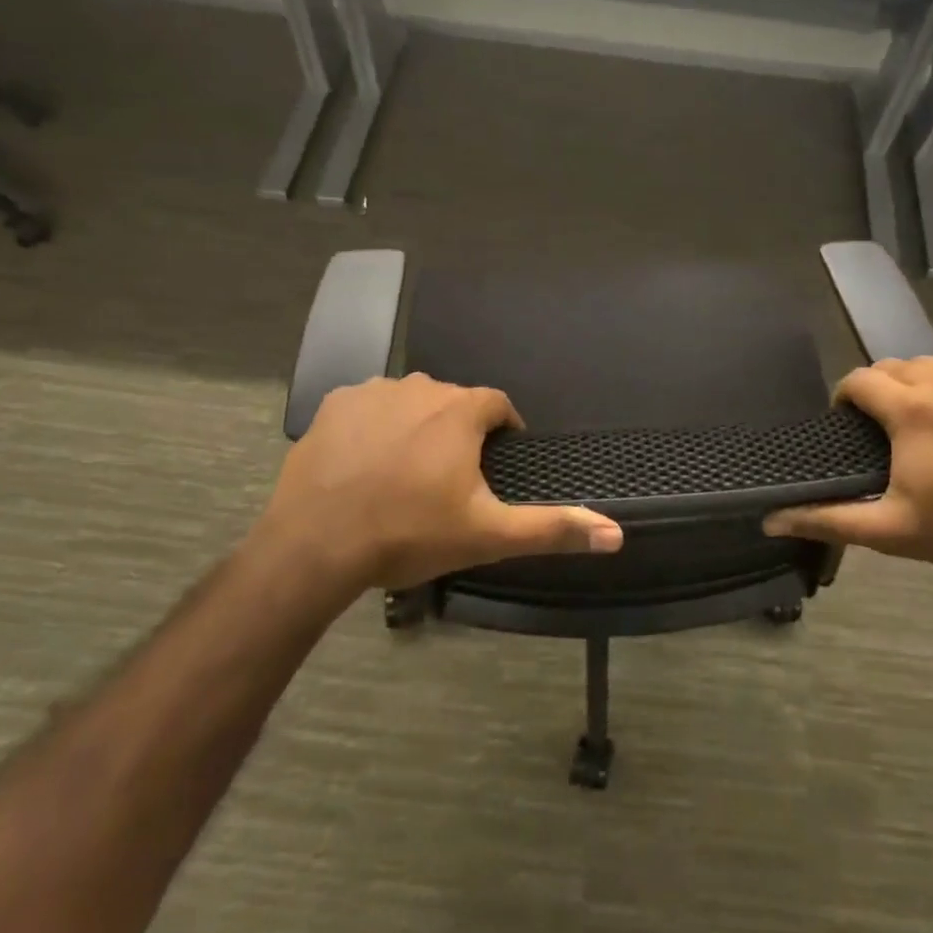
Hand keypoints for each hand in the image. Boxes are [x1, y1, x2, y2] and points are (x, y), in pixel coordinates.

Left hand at [257, 373, 623, 592]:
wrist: (316, 545)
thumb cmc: (409, 534)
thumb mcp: (488, 535)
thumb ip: (553, 529)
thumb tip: (616, 533)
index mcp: (461, 411)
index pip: (498, 405)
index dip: (504, 430)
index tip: (498, 461)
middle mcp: (421, 387)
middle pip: (454, 402)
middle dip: (460, 431)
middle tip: (450, 479)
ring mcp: (373, 391)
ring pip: (411, 402)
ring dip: (418, 426)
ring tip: (407, 472)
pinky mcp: (334, 404)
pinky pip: (369, 406)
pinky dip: (376, 426)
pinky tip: (367, 463)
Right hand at [764, 357, 932, 575]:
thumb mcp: (891, 530)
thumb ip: (828, 519)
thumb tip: (771, 518)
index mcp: (910, 409)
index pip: (859, 379)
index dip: (846, 397)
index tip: (849, 422)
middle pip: (896, 367)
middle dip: (882, 390)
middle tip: (887, 427)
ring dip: (921, 386)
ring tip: (928, 422)